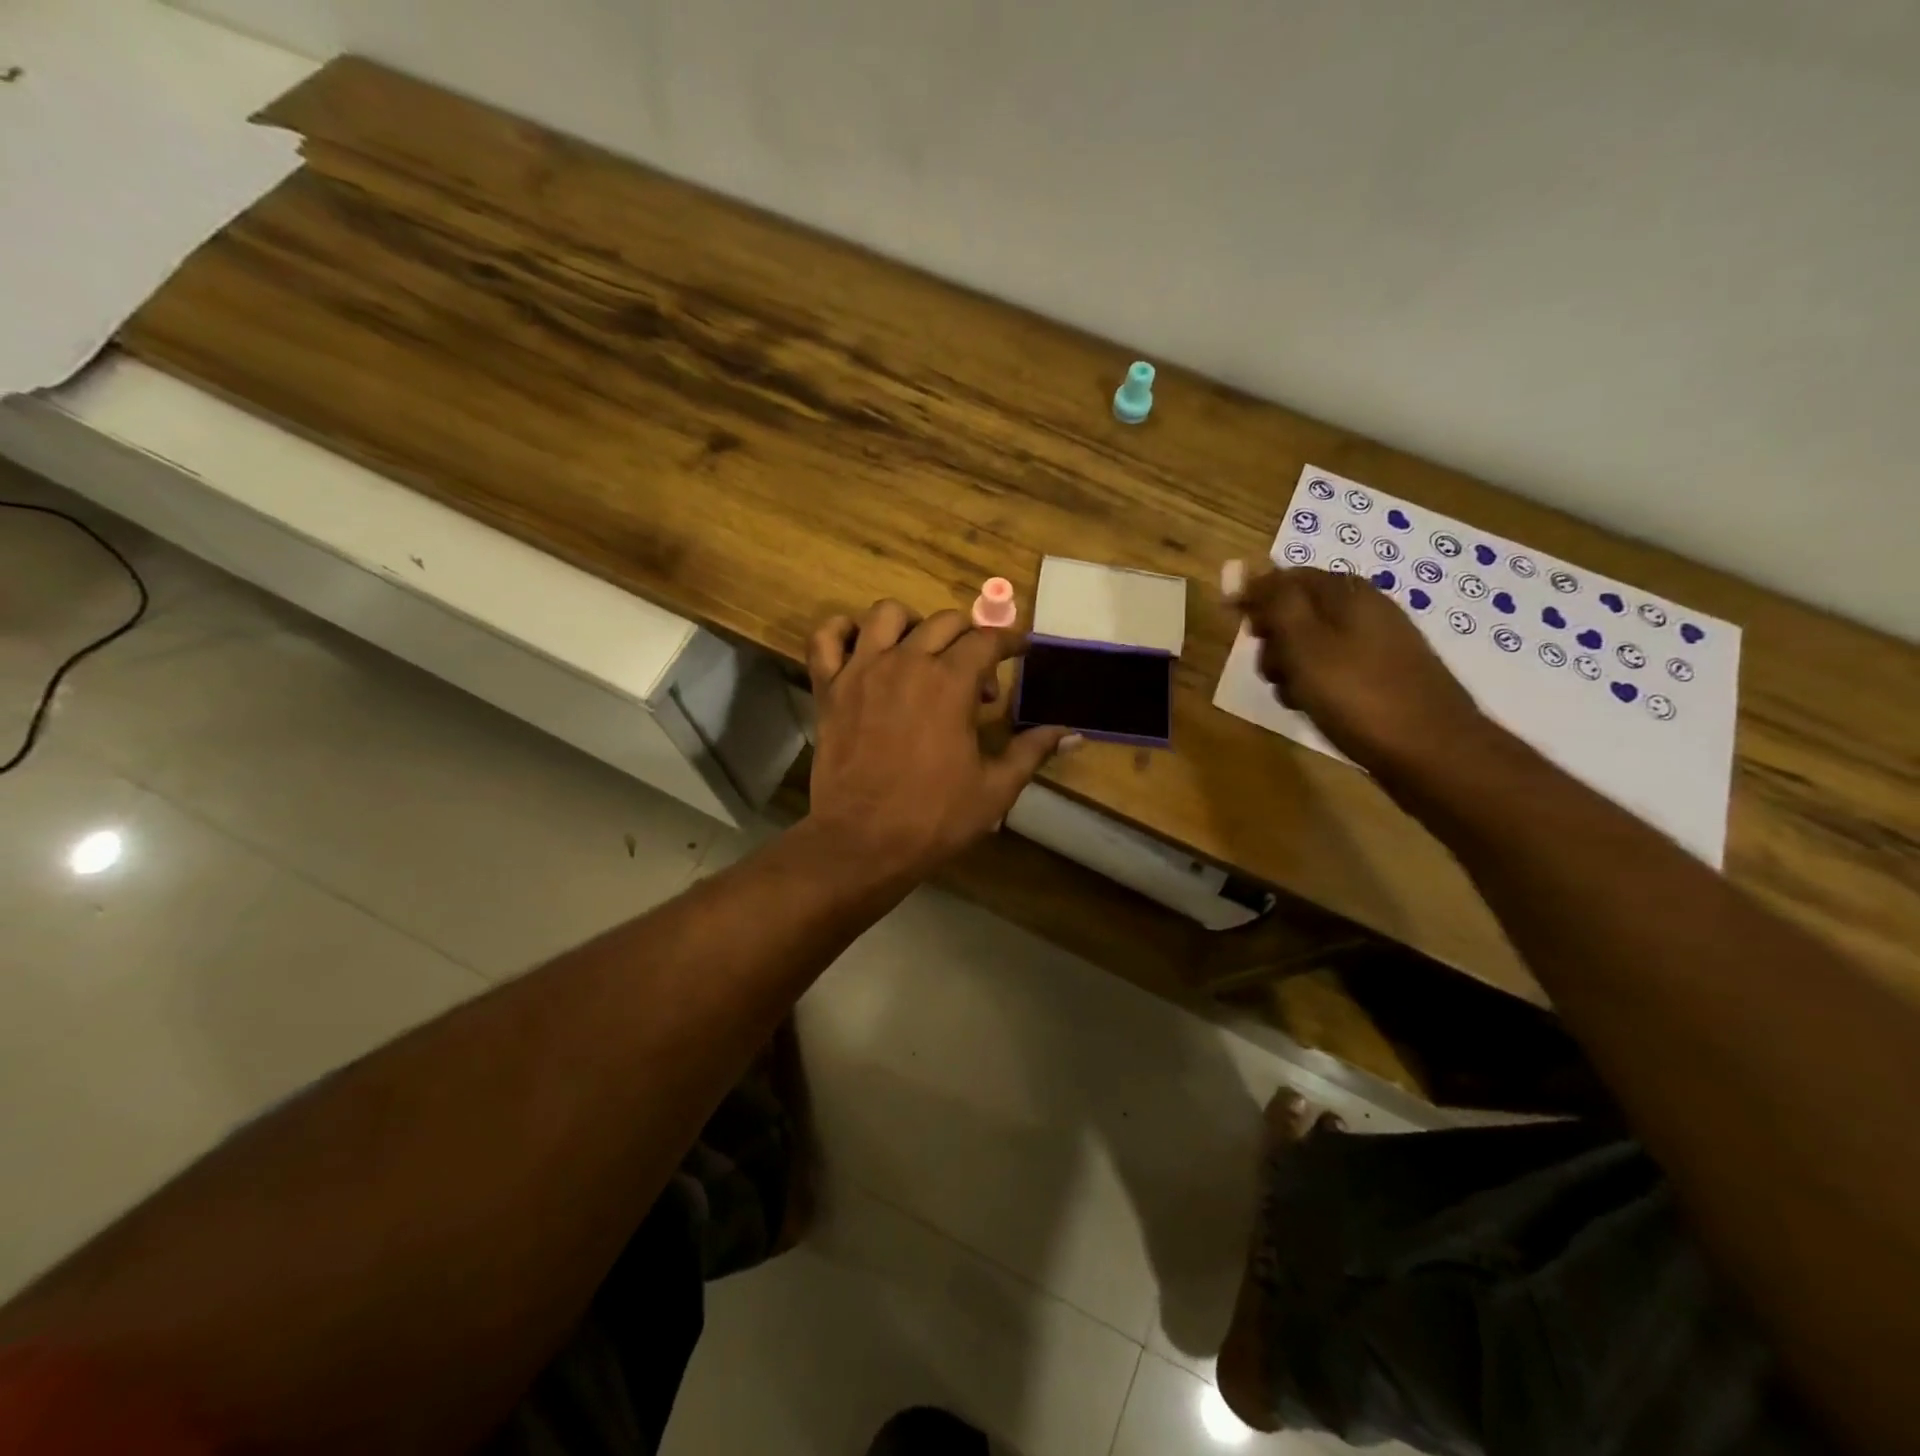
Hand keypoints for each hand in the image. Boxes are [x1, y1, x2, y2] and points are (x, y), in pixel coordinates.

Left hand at [804, 601, 1072, 880]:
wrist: (864, 843)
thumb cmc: (934, 817)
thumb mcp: (995, 788)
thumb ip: (1033, 751)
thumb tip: (1073, 733)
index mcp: (950, 682)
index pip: (988, 640)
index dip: (1011, 642)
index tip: (1021, 650)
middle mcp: (906, 662)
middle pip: (944, 622)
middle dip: (970, 638)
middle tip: (976, 676)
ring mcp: (861, 671)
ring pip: (887, 615)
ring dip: (912, 626)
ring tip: (921, 654)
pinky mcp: (829, 688)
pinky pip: (826, 638)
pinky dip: (842, 632)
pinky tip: (861, 648)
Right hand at [1233, 566, 1489, 776]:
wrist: (1430, 751)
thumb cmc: (1356, 693)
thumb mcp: (1304, 643)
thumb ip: (1274, 603)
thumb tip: (1245, 570)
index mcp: (1346, 592)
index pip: (1287, 577)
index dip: (1256, 597)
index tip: (1236, 627)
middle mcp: (1364, 609)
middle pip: (1297, 611)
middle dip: (1273, 639)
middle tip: (1272, 669)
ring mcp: (1377, 643)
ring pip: (1311, 645)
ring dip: (1290, 667)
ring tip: (1294, 695)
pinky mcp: (1382, 676)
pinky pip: (1332, 669)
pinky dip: (1315, 684)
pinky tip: (1315, 707)